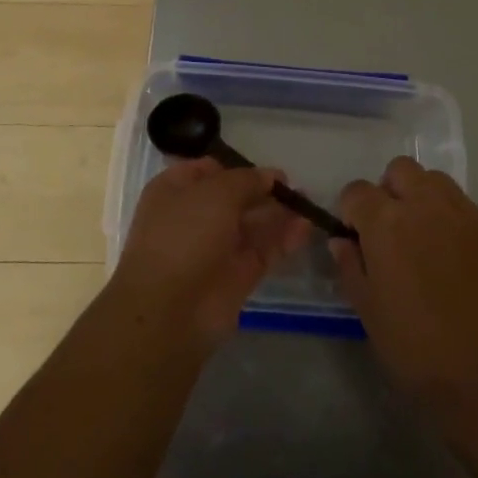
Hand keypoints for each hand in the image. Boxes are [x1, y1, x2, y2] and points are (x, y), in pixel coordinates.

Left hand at [111, 159, 309, 347]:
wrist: (170, 310)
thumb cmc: (185, 235)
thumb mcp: (216, 193)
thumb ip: (247, 180)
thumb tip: (270, 177)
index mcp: (175, 191)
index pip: (207, 170)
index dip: (236, 167)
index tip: (265, 169)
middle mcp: (193, 217)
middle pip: (234, 198)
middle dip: (263, 191)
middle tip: (295, 187)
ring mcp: (215, 248)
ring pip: (251, 225)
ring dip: (278, 214)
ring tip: (308, 204)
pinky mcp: (236, 276)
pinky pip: (263, 250)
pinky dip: (283, 239)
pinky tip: (306, 227)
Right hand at [332, 158, 477, 415]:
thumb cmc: (413, 346)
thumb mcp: (366, 308)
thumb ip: (350, 264)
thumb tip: (343, 240)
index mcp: (386, 222)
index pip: (357, 190)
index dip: (352, 211)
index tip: (357, 236)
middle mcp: (425, 205)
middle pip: (400, 170)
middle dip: (389, 191)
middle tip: (391, 229)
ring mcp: (464, 215)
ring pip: (435, 181)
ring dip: (422, 197)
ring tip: (424, 236)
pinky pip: (465, 208)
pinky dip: (452, 220)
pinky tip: (454, 257)